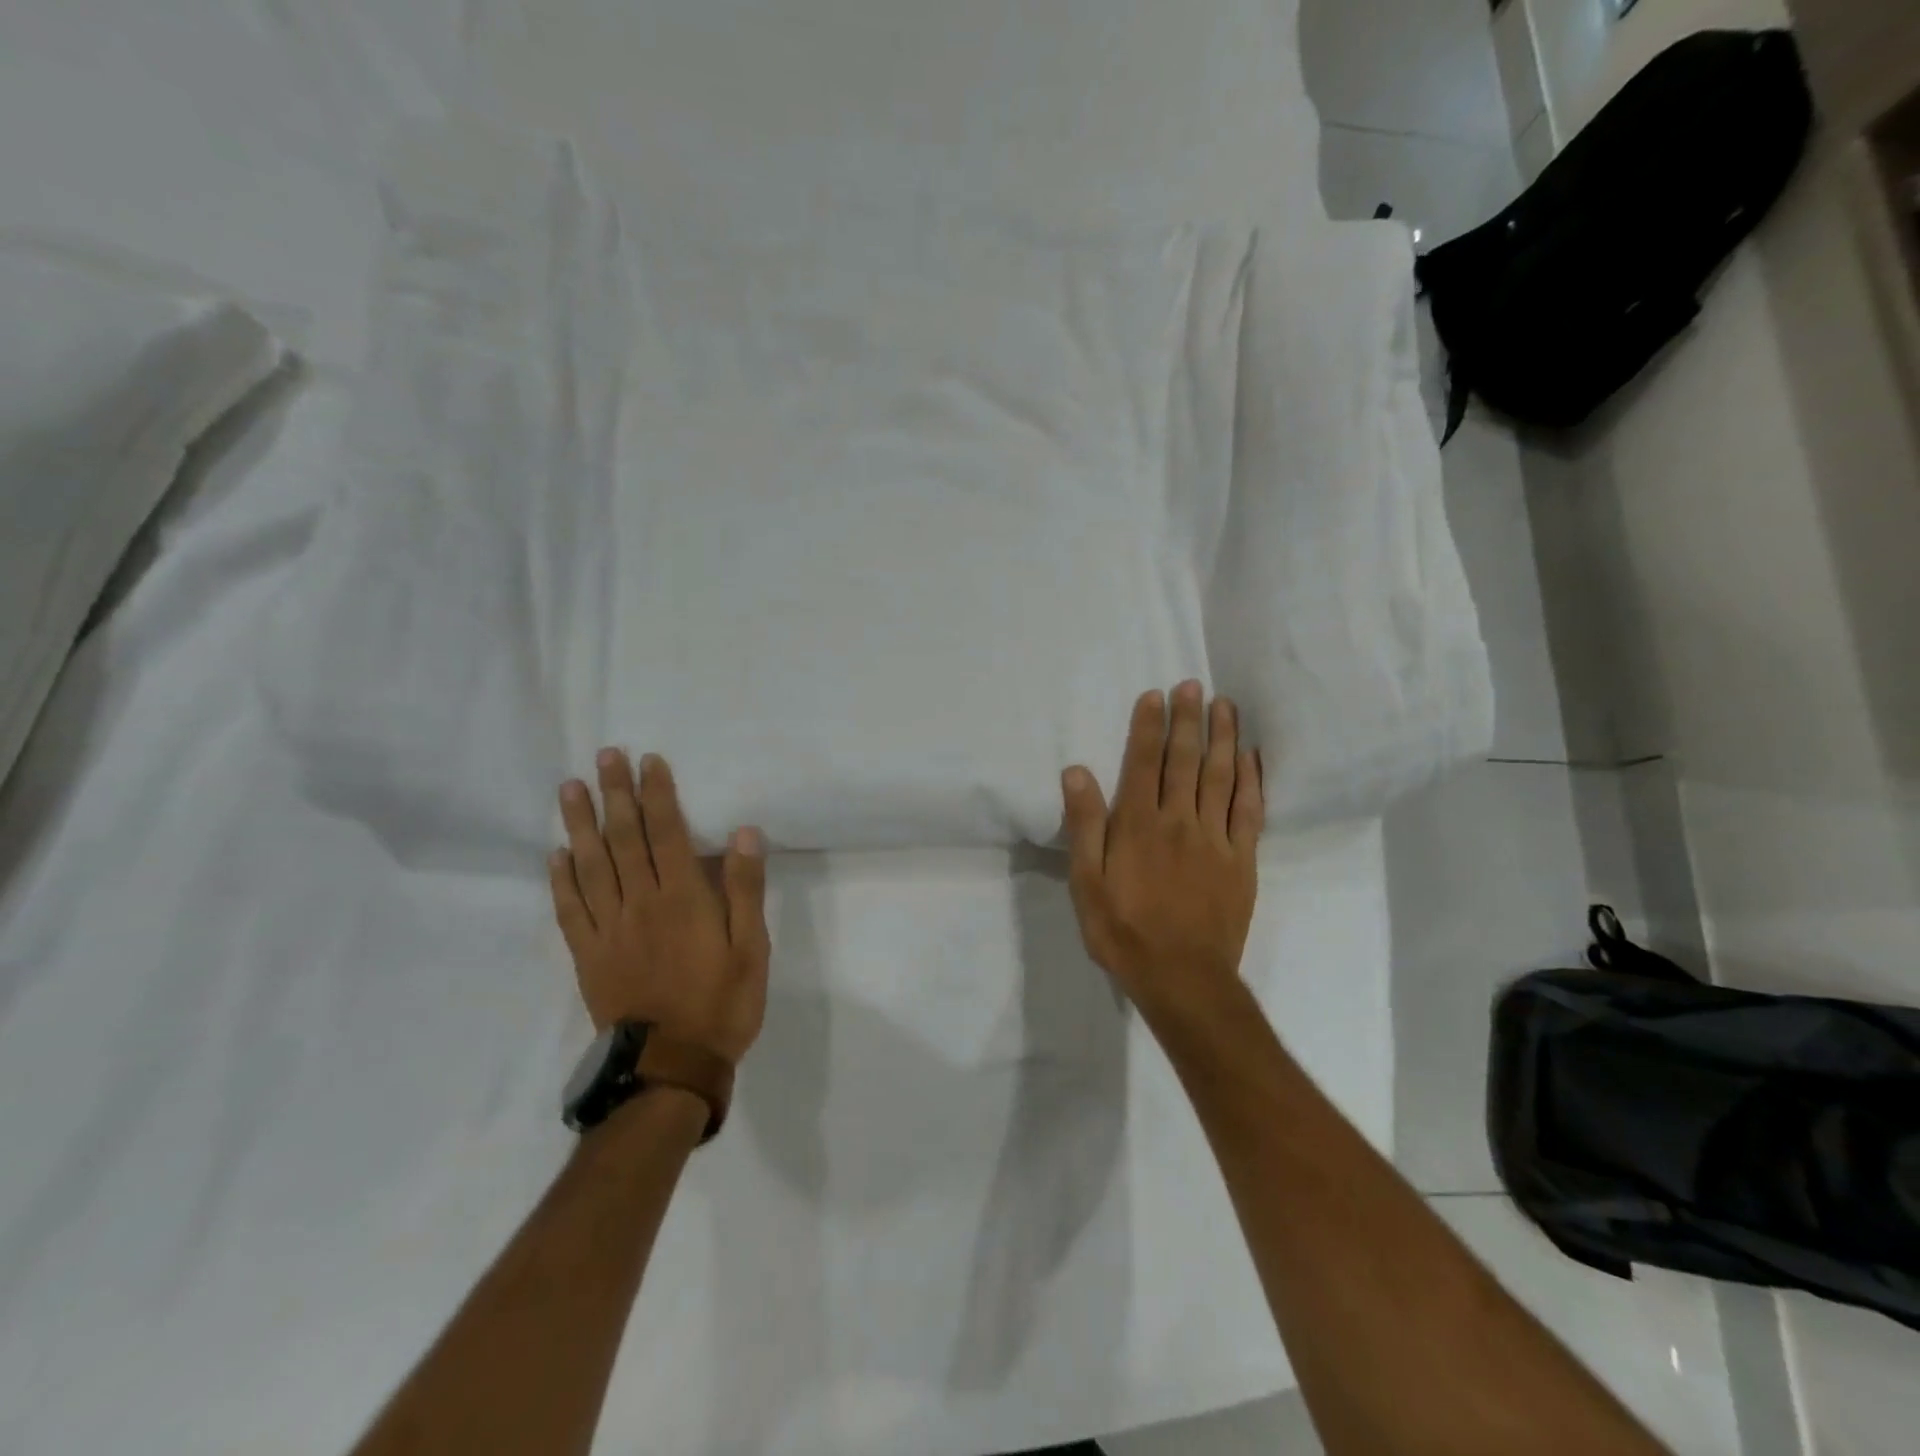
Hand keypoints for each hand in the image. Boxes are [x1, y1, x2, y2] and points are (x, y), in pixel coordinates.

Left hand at [550, 750, 769, 1065]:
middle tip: (604, 756)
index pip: (666, 833)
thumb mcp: (752, 948)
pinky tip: (556, 855)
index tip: (648, 761)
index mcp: (682, 899)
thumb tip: (743, 833)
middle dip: (616, 794)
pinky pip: (570, 910)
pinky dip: (561, 880)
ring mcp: (609, 930)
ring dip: (579, 825)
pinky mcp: (589, 956)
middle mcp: (640, 904)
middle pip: (624, 839)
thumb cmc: (722, 1004)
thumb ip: (744, 890)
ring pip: (590, 866)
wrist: (670, 1066)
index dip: (657, 794)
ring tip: (570, 789)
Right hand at [1060, 681, 1264, 1019]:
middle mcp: (1179, 821)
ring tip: (1225, 705)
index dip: (1149, 726)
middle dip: (1188, 719)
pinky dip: (1252, 781)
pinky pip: (1250, 812)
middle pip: (1185, 760)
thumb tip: (1077, 772)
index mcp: (1138, 825)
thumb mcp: (1086, 883)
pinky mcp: (1242, 861)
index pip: (1144, 762)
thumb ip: (1084, 825)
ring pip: (1220, 777)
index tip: (1155, 695)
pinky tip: (1251, 757)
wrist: (1183, 979)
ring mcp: (1216, 840)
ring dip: (1222, 738)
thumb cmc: (1123, 931)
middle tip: (1193, 685)